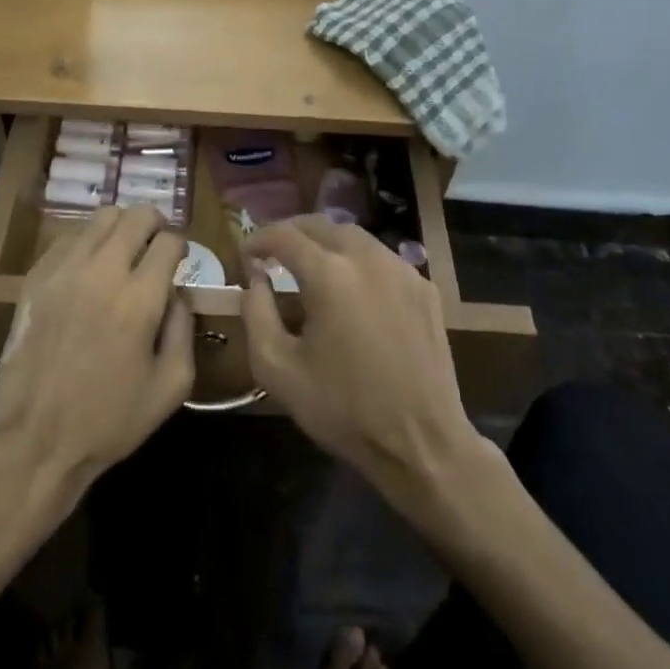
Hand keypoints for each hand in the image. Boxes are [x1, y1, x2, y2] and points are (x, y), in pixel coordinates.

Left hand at [0, 206, 194, 497]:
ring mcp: (64, 271)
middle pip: (136, 215)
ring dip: (120, 228)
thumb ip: (184, 328)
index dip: (180, 246)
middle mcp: (102, 271)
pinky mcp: (36, 278)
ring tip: (122, 252)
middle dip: (154, 224)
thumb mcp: (171, 386)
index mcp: (139, 299)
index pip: (169, 240)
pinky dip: (86, 244)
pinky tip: (88, 270)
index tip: (179, 260)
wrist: (36, 440)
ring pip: (100, 218)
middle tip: (155, 246)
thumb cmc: (110, 420)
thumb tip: (178, 292)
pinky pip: (68, 238)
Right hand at [239, 217, 477, 503]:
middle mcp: (367, 258)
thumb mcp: (277, 369)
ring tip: (309, 266)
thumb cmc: (342, 409)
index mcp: (329, 274)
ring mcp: (402, 270)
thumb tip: (255, 278)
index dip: (257, 239)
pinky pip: (382, 259)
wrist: (422, 443)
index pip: (284, 235)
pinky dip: (357, 261)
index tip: (245, 255)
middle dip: (291, 233)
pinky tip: (351, 290)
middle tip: (273, 254)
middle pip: (321, 224)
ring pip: (354, 236)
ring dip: (325, 242)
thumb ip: (255, 312)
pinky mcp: (424, 288)